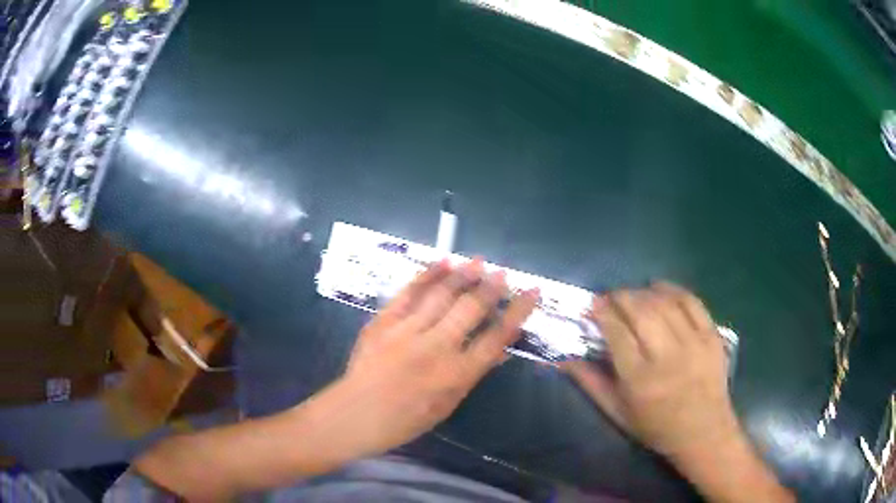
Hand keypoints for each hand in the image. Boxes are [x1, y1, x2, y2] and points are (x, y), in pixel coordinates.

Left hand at [331, 259, 537, 457]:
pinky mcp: (384, 321)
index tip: (532, 293)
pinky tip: (442, 263)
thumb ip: (472, 375)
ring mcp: (407, 332)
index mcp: (456, 375)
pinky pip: (409, 293)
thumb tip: (499, 351)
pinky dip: (427, 276)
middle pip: (471, 310)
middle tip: (502, 273)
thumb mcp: (447, 405)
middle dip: (491, 288)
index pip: (496, 337)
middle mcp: (436, 349)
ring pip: (441, 295)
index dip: (518, 313)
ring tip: (479, 261)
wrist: (356, 413)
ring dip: (463, 275)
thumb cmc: (406, 419)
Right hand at [563, 283, 738, 460]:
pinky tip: (659, 288)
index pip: (617, 332)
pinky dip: (672, 289)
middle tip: (611, 297)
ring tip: (633, 295)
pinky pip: (691, 301)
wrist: (703, 431)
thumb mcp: (617, 413)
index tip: (593, 304)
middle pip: (641, 310)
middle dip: (621, 296)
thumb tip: (563, 359)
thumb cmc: (655, 427)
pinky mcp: (711, 335)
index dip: (602, 312)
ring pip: (664, 302)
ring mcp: (693, 342)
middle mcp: (667, 356)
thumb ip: (590, 384)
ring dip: (643, 292)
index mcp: (640, 379)